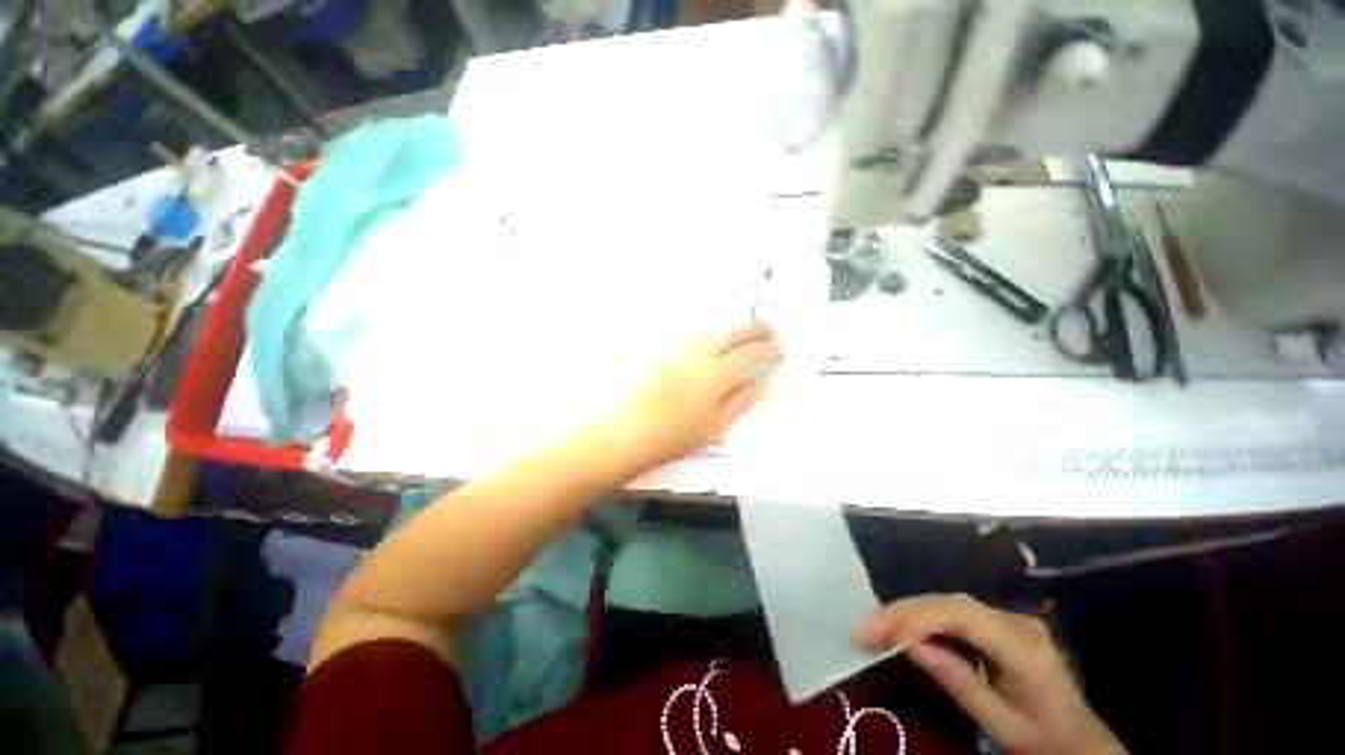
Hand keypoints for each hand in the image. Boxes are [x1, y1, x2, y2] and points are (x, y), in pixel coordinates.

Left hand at [599, 321, 781, 475]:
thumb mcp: (716, 425)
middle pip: (731, 333)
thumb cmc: (677, 436)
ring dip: (733, 329)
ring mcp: (681, 353)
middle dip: (754, 329)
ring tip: (747, 333)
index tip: (780, 352)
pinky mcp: (667, 357)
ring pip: (713, 331)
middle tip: (770, 330)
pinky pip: (698, 337)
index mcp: (716, 373)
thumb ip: (741, 401)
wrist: (631, 434)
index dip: (767, 350)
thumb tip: (760, 385)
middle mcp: (700, 355)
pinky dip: (715, 334)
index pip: (749, 353)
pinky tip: (716, 342)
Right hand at [857, 594, 1125, 754]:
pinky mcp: (999, 626)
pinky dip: (922, 620)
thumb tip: (911, 647)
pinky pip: (953, 615)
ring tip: (873, 627)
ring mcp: (1008, 620)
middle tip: (863, 628)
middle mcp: (1015, 621)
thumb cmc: (1046, 741)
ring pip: (947, 604)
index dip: (919, 619)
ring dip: (907, 613)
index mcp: (1024, 646)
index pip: (963, 615)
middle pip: (949, 603)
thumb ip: (962, 685)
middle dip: (902, 612)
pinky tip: (902, 630)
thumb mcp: (1005, 727)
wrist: (1083, 744)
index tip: (884, 637)